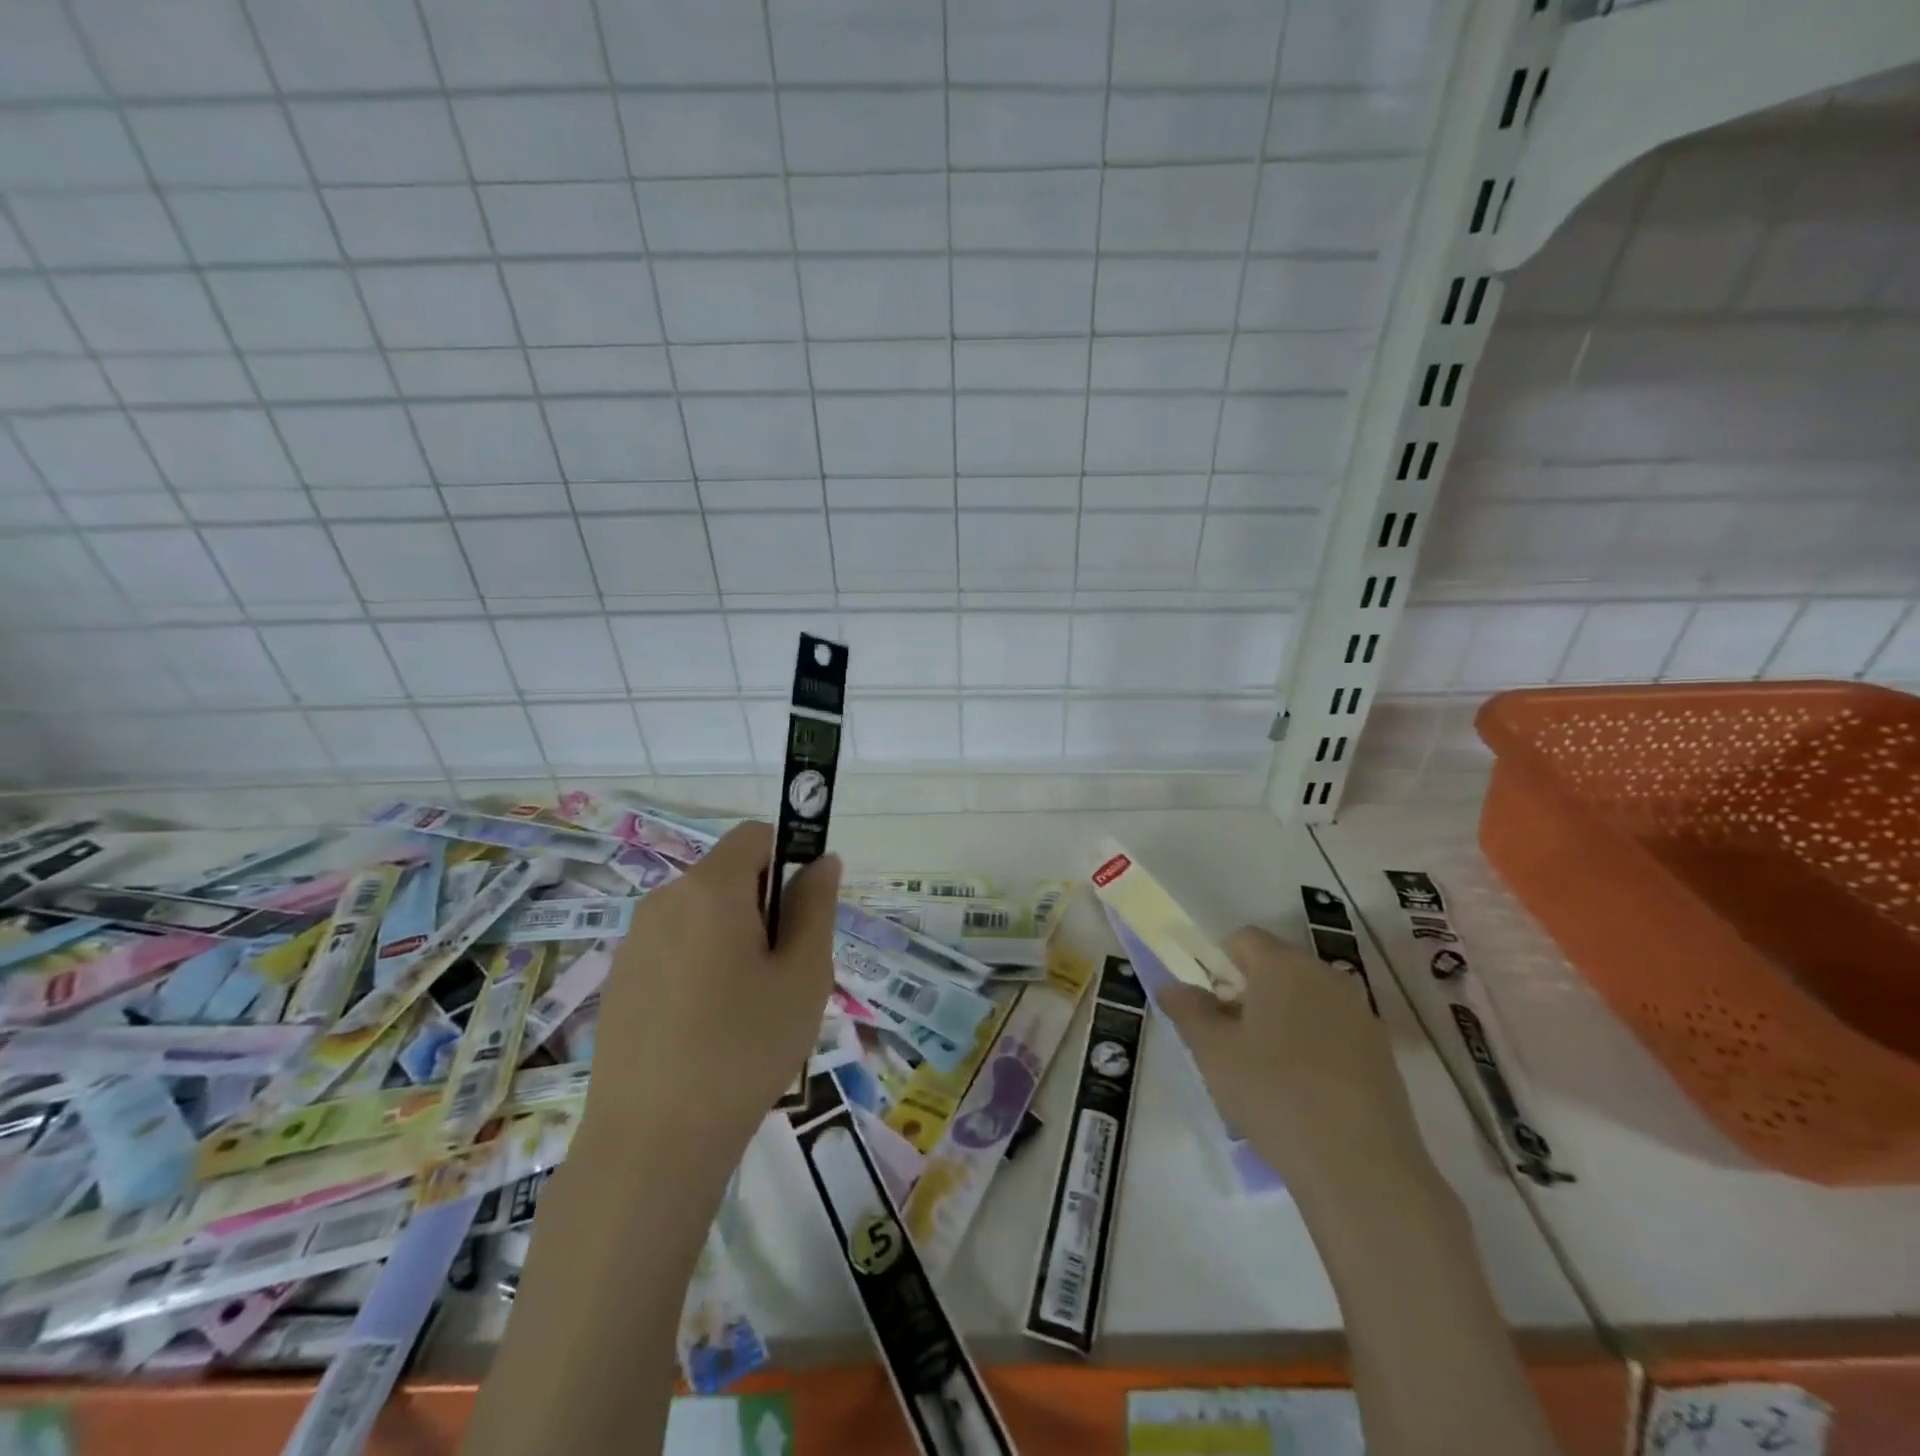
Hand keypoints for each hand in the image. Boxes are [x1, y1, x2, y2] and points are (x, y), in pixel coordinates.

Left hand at [591, 821, 839, 1153]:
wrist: (652, 1145)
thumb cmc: (745, 1048)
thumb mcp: (804, 975)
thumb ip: (816, 906)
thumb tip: (822, 860)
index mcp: (710, 889)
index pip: (756, 836)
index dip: (789, 859)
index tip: (804, 913)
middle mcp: (664, 901)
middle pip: (728, 876)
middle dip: (764, 905)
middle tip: (784, 970)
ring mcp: (634, 942)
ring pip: (702, 915)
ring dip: (734, 938)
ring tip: (749, 1006)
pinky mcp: (619, 981)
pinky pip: (675, 948)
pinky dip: (701, 965)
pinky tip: (708, 1027)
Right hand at [1158, 927, 1427, 1194]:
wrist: (1360, 1166)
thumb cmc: (1273, 1093)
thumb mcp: (1212, 1052)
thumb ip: (1188, 1009)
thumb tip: (1173, 986)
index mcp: (1283, 965)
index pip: (1243, 939)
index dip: (1219, 966)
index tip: (1210, 1008)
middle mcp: (1326, 976)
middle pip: (1276, 968)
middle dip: (1248, 995)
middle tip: (1230, 1042)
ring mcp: (1360, 1014)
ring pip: (1306, 1001)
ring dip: (1281, 1022)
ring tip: (1266, 1074)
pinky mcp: (1383, 1053)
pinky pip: (1334, 1033)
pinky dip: (1314, 1048)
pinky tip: (1304, 1095)